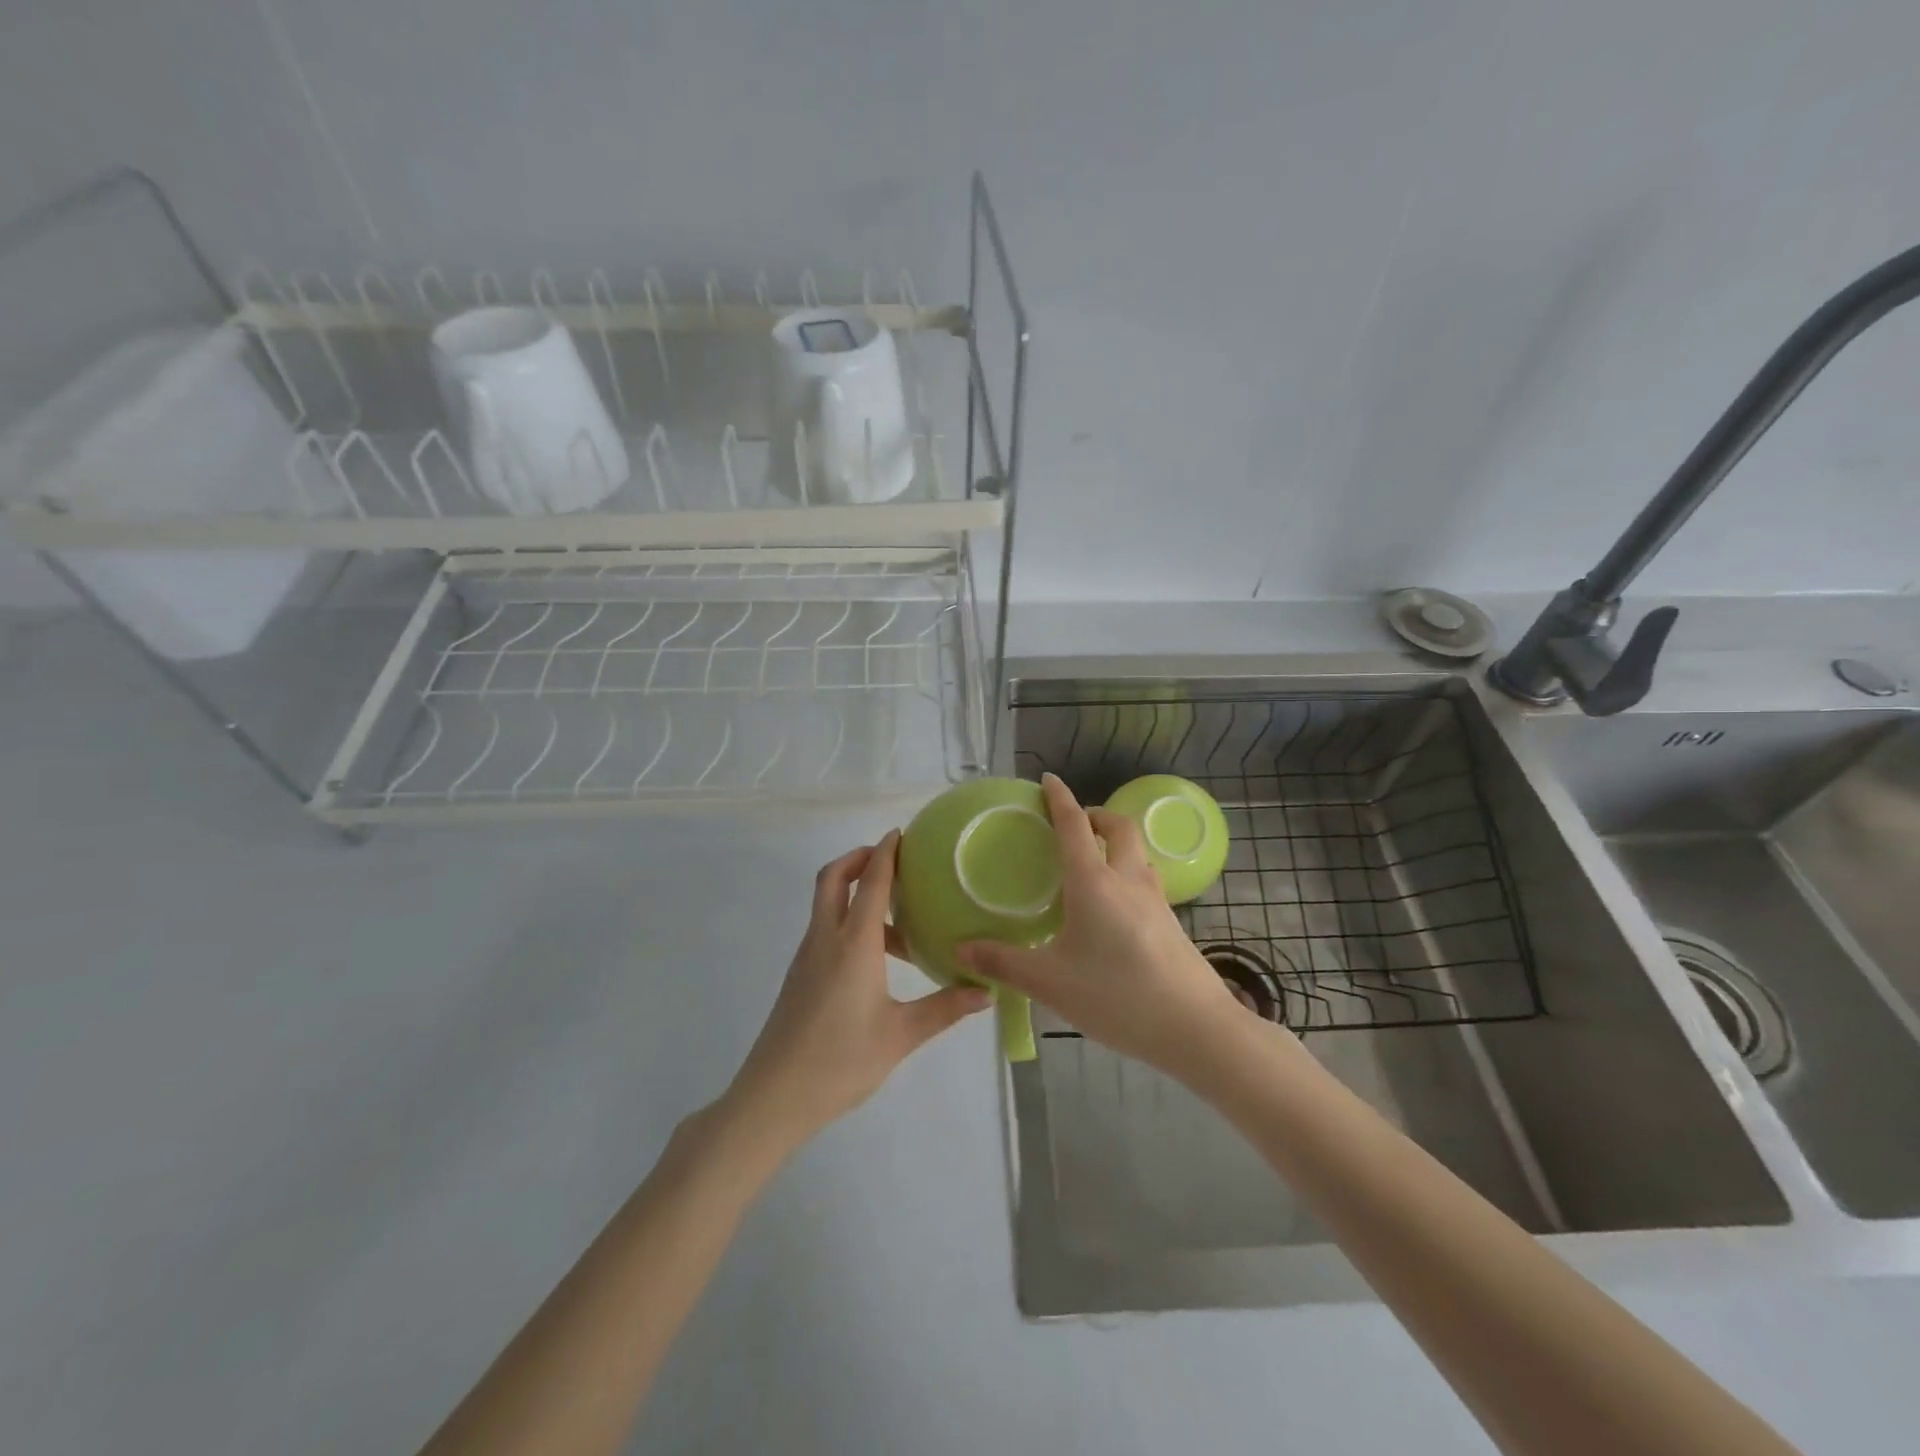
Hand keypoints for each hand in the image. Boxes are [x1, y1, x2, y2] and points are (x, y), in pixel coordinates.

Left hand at [722, 832, 990, 1148]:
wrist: (774, 1096)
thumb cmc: (840, 1060)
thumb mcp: (901, 1035)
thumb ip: (945, 1008)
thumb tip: (987, 992)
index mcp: (853, 944)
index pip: (871, 882)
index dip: (885, 853)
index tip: (900, 833)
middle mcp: (826, 938)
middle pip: (834, 878)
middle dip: (859, 858)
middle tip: (891, 859)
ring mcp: (807, 956)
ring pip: (827, 904)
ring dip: (856, 893)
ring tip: (898, 919)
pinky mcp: (800, 975)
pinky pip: (825, 930)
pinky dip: (848, 921)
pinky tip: (876, 957)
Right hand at [958, 774, 1240, 1081]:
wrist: (1195, 1028)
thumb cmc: (1116, 995)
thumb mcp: (1050, 982)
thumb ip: (1003, 962)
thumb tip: (961, 949)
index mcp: (1094, 882)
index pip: (1074, 825)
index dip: (1059, 798)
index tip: (1048, 779)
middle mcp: (1127, 879)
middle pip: (1118, 827)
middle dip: (1096, 815)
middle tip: (1073, 825)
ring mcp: (1156, 899)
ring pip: (1137, 852)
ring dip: (1115, 842)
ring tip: (1091, 863)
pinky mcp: (1171, 922)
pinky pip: (1145, 879)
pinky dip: (1126, 872)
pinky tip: (1113, 908)